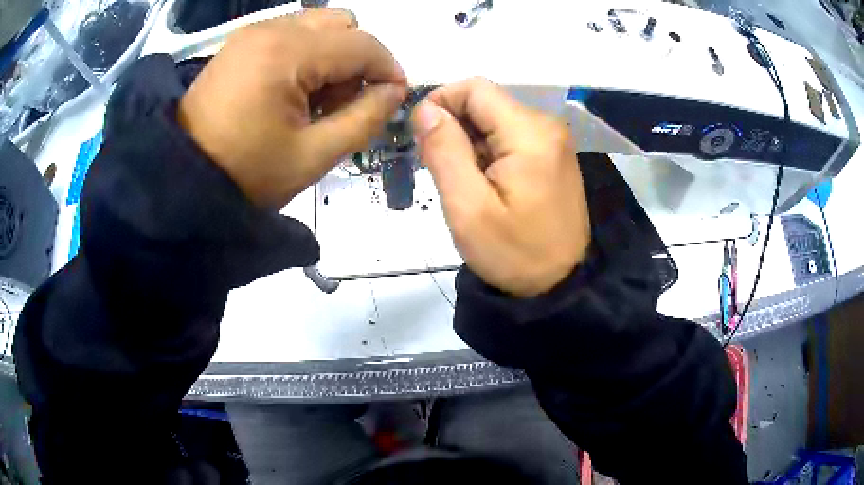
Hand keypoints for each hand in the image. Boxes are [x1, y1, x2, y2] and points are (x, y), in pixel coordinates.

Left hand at [178, 9, 406, 207]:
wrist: (181, 179)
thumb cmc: (245, 174)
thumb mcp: (313, 156)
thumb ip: (365, 119)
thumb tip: (393, 92)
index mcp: (288, 53)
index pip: (362, 44)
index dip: (387, 69)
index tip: (393, 97)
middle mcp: (271, 29)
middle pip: (342, 23)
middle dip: (357, 58)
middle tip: (343, 101)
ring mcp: (252, 33)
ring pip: (317, 24)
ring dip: (332, 54)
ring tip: (315, 99)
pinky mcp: (240, 43)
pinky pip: (290, 32)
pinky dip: (306, 53)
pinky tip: (292, 89)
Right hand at [411, 78, 590, 297]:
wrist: (561, 285)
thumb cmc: (514, 254)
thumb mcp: (468, 208)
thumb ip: (444, 151)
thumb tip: (426, 109)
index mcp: (529, 133)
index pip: (474, 89)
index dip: (440, 102)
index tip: (421, 137)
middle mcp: (546, 126)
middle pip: (485, 102)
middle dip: (454, 127)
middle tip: (440, 169)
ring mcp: (553, 140)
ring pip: (495, 120)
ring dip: (469, 142)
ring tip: (463, 184)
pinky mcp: (553, 155)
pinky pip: (510, 137)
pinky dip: (488, 152)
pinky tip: (485, 185)